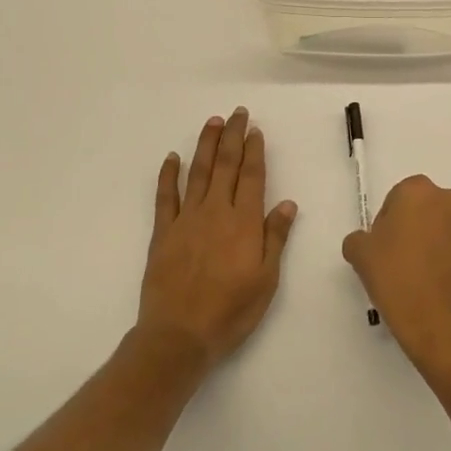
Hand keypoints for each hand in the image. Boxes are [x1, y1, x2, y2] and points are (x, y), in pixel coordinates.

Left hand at [137, 108, 296, 366]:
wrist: (179, 336)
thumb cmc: (230, 311)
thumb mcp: (266, 279)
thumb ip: (275, 237)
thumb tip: (286, 203)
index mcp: (244, 222)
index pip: (252, 176)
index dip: (254, 151)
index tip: (254, 130)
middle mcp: (216, 212)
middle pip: (225, 166)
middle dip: (231, 137)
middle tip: (236, 114)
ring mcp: (187, 220)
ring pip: (197, 173)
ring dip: (205, 145)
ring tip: (211, 123)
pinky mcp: (163, 233)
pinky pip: (165, 198)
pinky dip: (168, 175)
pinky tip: (172, 158)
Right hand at [343, 175, 450, 376]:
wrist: (441, 322)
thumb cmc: (397, 279)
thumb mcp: (361, 256)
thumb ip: (358, 239)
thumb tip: (367, 241)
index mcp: (418, 190)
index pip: (397, 198)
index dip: (387, 223)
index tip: (382, 249)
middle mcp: (450, 198)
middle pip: (424, 208)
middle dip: (413, 227)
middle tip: (399, 260)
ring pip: (445, 226)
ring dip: (434, 240)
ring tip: (421, 274)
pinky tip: (439, 282)